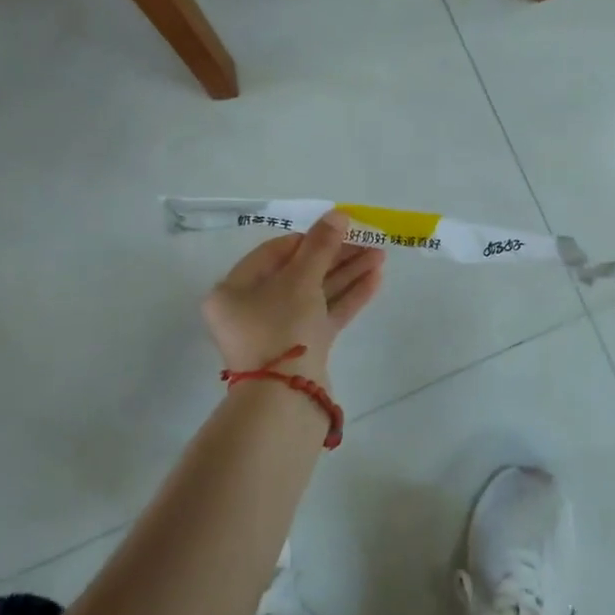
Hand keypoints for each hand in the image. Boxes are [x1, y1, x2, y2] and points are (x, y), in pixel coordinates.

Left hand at [203, 211, 385, 386]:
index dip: (309, 238)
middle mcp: (252, 310)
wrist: (286, 400)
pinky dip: (347, 298)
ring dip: (347, 274)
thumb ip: (321, 245)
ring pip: (316, 294)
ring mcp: (278, 332)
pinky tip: (374, 280)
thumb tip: (338, 214)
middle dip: (336, 257)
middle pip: (299, 273)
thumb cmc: (281, 328)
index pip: (274, 253)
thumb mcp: (301, 280)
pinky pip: (324, 315)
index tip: (338, 230)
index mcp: (234, 291)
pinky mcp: (302, 350)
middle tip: (368, 242)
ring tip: (380, 256)